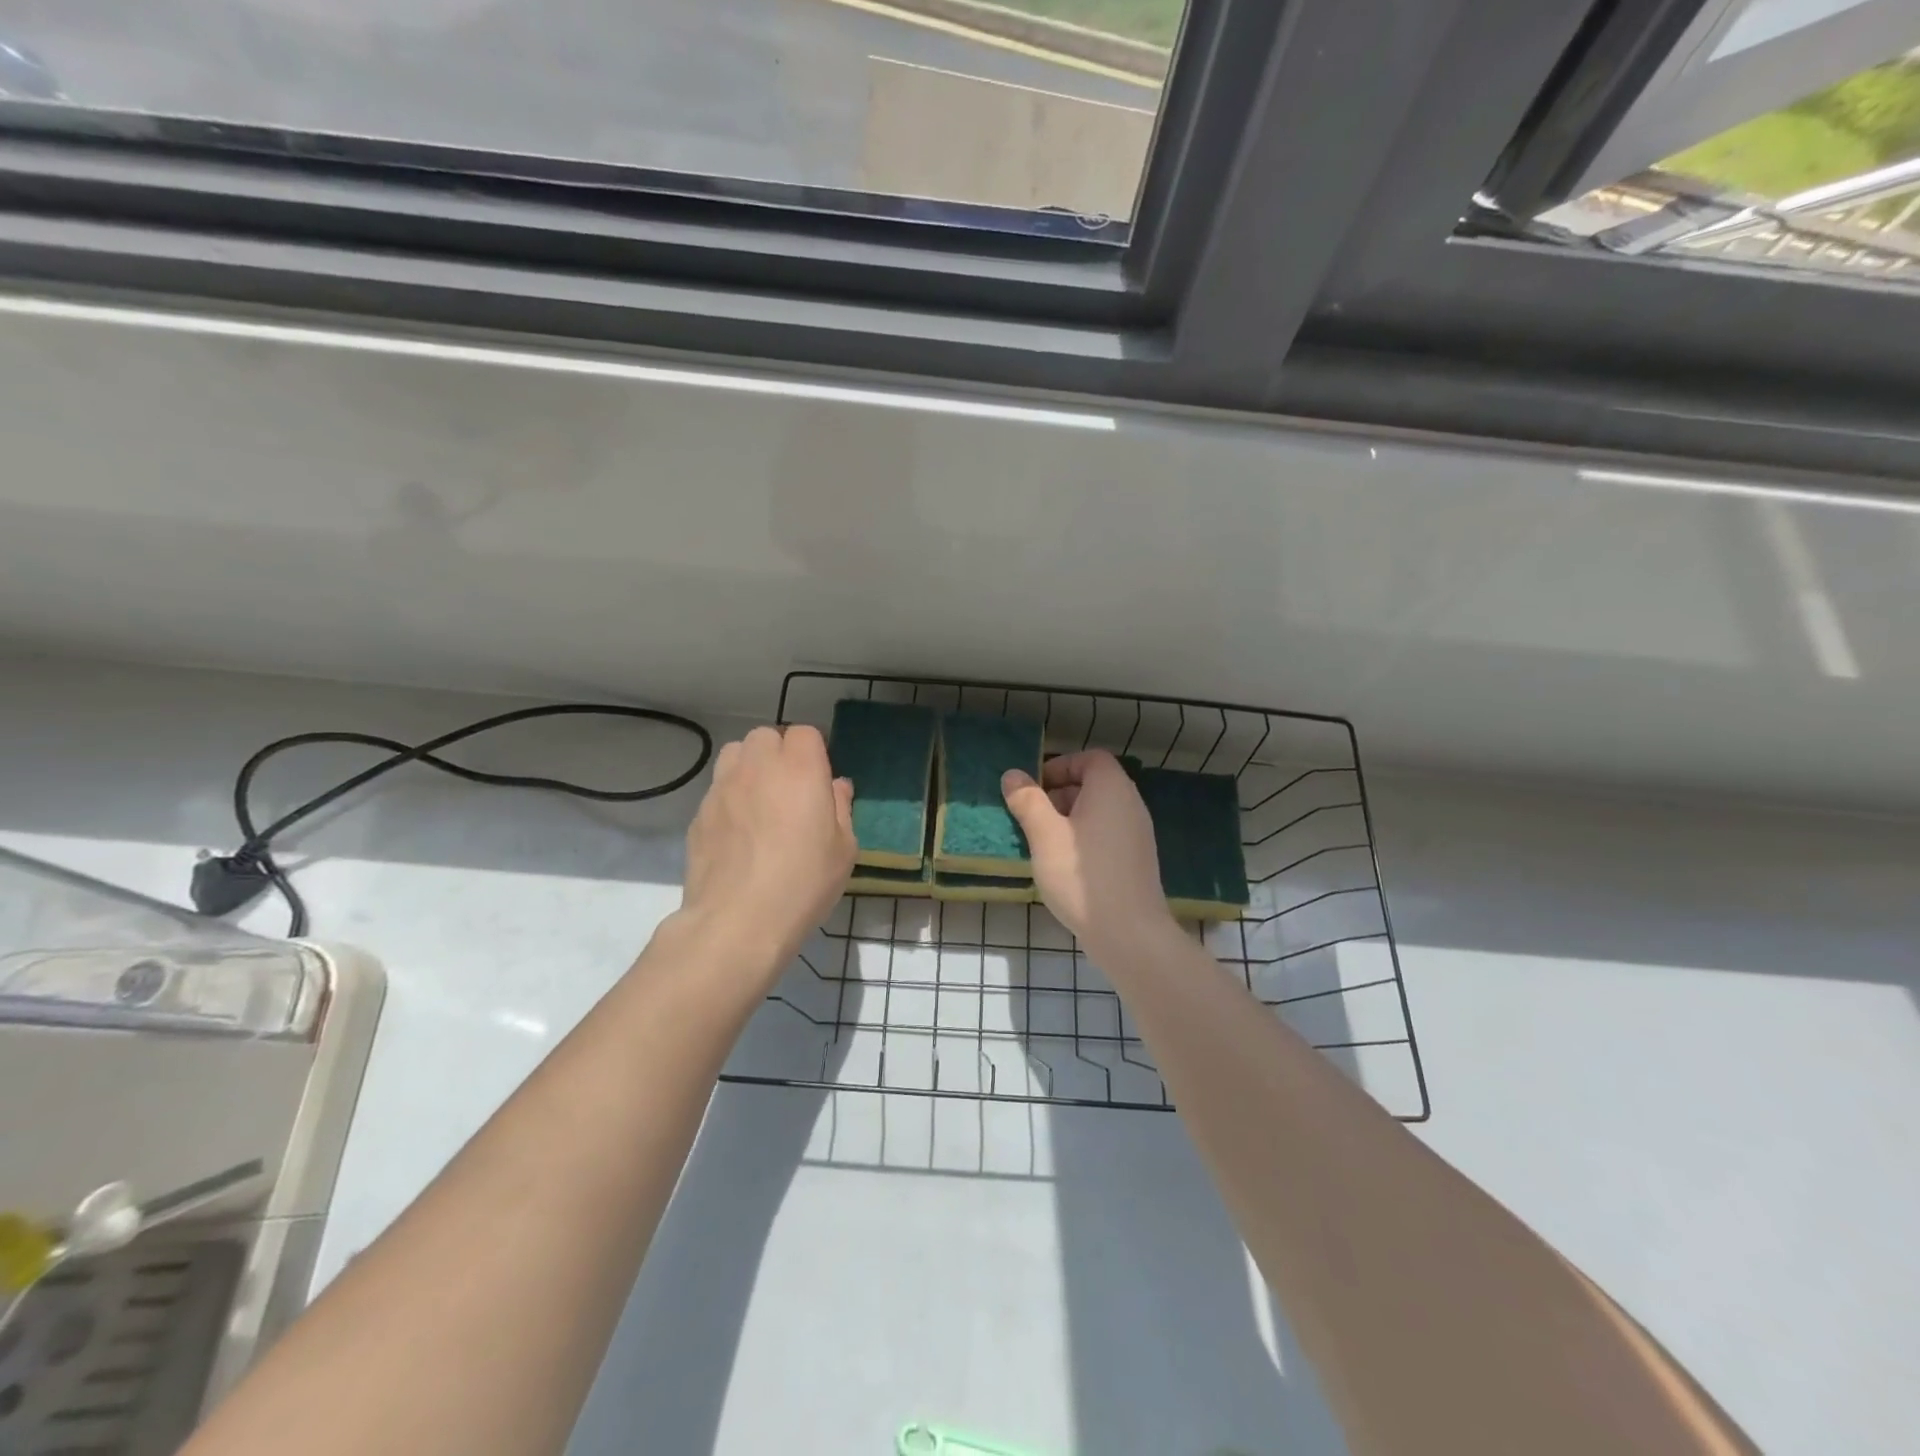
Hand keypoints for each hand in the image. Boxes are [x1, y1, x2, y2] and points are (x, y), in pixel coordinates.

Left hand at [678, 725, 855, 983]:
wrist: (738, 921)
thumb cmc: (803, 883)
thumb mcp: (844, 849)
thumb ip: (841, 808)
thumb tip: (836, 786)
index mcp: (800, 769)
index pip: (805, 733)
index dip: (814, 752)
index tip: (820, 780)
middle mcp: (758, 767)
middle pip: (766, 737)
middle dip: (779, 753)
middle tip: (791, 789)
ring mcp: (722, 788)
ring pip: (735, 754)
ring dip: (750, 767)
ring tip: (761, 800)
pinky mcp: (699, 813)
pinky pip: (717, 789)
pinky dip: (730, 797)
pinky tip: (739, 832)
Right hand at [1001, 750, 1176, 955]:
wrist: (1129, 934)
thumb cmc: (1082, 876)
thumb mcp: (1045, 835)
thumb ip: (1028, 801)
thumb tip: (1013, 776)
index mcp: (1112, 789)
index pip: (1090, 759)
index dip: (1060, 766)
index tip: (1034, 789)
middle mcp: (1130, 805)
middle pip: (1094, 784)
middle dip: (1059, 795)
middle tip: (1032, 817)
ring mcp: (1137, 835)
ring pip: (1099, 812)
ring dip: (1069, 820)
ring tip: (1043, 843)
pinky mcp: (1136, 861)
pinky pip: (1106, 835)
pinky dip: (1084, 839)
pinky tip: (1064, 866)